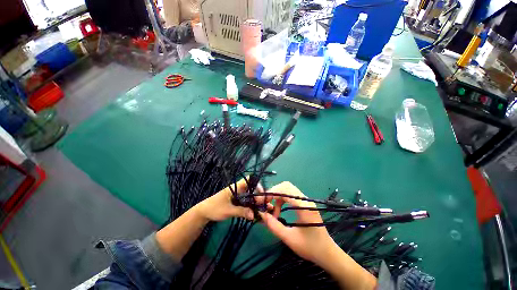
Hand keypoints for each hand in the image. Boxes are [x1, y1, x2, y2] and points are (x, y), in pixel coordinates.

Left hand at [195, 178, 269, 221]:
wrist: (203, 212)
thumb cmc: (214, 208)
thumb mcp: (228, 210)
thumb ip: (241, 212)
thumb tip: (254, 215)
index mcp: (235, 187)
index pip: (249, 180)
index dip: (257, 185)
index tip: (262, 195)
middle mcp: (238, 189)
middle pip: (251, 189)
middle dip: (259, 196)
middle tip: (266, 204)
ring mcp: (237, 195)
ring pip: (249, 196)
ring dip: (256, 202)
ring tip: (264, 209)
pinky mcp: (236, 201)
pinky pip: (246, 202)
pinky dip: (251, 206)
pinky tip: (256, 212)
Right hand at [258, 182, 336, 264]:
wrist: (327, 252)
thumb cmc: (310, 247)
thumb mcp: (289, 238)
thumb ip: (273, 225)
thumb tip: (261, 214)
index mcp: (303, 206)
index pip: (285, 189)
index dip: (272, 193)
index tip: (263, 202)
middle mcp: (305, 200)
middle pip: (286, 186)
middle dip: (274, 193)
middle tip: (267, 205)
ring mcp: (306, 200)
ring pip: (287, 189)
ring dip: (277, 197)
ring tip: (274, 212)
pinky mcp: (305, 203)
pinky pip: (290, 195)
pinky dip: (282, 199)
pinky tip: (279, 210)